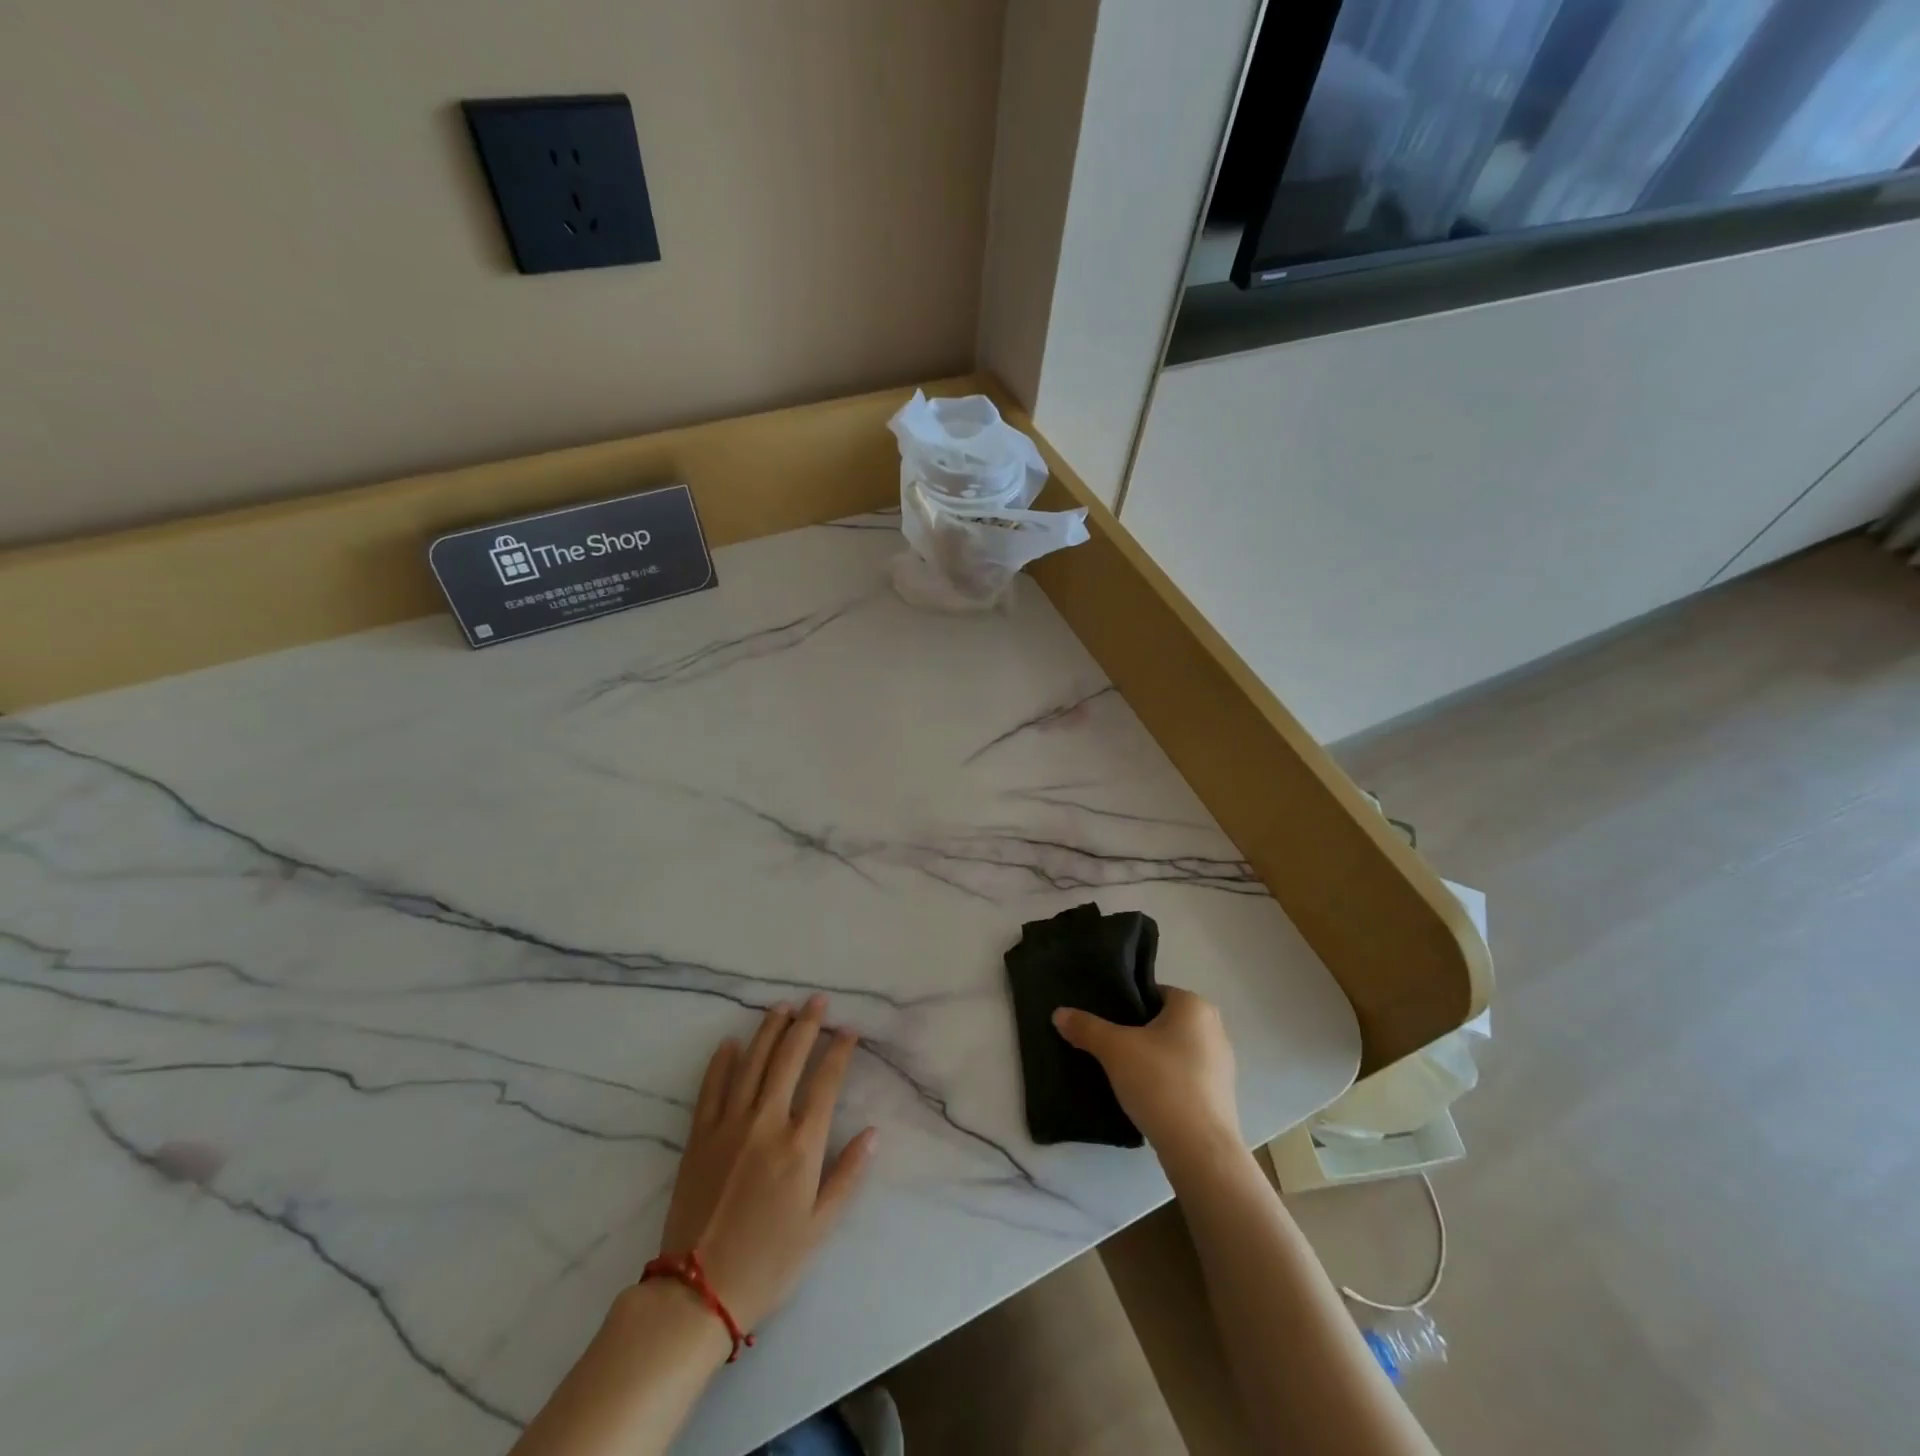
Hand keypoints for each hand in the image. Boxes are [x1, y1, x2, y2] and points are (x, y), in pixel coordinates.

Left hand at [658, 996, 876, 1331]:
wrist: (698, 1293)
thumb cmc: (769, 1263)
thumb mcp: (820, 1227)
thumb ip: (848, 1175)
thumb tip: (873, 1132)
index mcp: (801, 1145)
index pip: (826, 1082)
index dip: (839, 1051)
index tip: (849, 1029)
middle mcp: (766, 1123)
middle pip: (789, 1060)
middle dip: (806, 1025)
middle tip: (817, 1000)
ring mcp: (729, 1126)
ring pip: (752, 1063)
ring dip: (768, 1031)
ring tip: (781, 1007)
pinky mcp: (699, 1137)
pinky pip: (711, 1088)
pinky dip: (721, 1062)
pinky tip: (730, 1042)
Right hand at [1053, 987, 1240, 1159]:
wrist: (1200, 1150)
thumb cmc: (1161, 1083)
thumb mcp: (1114, 1049)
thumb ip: (1086, 1027)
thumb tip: (1059, 1014)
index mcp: (1194, 1005)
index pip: (1152, 993)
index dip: (1125, 1005)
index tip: (1105, 1023)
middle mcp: (1214, 1028)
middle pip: (1164, 1022)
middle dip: (1137, 1033)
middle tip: (1109, 1047)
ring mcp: (1222, 1064)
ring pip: (1175, 1050)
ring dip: (1152, 1059)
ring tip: (1123, 1074)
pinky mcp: (1221, 1095)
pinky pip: (1186, 1077)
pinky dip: (1167, 1081)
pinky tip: (1146, 1097)